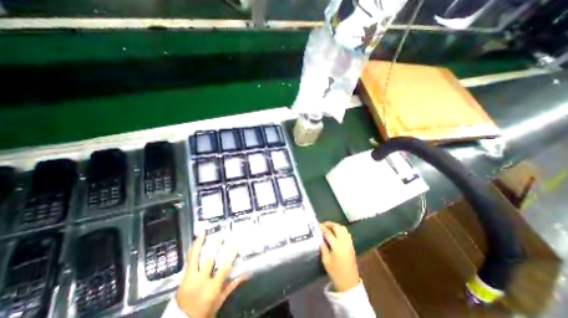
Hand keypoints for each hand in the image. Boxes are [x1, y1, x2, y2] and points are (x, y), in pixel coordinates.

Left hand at [176, 235, 246, 315]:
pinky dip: (193, 248)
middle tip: (220, 234)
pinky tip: (196, 240)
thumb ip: (232, 286)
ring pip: (194, 257)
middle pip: (209, 259)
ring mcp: (190, 278)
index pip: (224, 268)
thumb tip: (246, 274)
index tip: (237, 245)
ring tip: (203, 232)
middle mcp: (200, 281)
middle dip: (215, 246)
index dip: (231, 255)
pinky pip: (189, 259)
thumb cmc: (204, 311)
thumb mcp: (219, 301)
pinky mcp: (183, 277)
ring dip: (200, 243)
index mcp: (212, 288)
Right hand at [319, 221, 358, 292]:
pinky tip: (336, 233)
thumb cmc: (335, 272)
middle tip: (323, 225)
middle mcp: (344, 242)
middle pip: (337, 227)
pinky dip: (341, 230)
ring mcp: (349, 243)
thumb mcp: (326, 260)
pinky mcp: (351, 246)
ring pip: (343, 229)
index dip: (322, 227)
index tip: (317, 225)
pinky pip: (347, 233)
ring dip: (336, 226)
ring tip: (329, 228)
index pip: (328, 232)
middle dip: (329, 224)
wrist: (349, 283)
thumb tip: (319, 237)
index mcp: (337, 245)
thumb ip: (323, 247)